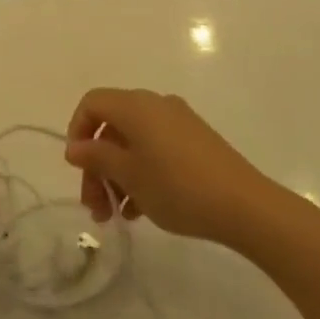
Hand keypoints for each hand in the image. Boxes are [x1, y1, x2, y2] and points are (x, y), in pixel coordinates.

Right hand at [64, 88, 272, 244]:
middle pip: (112, 126)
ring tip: (116, 214)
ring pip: (133, 141)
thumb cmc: (177, 187)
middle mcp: (154, 105)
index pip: (92, 103)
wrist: (244, 206)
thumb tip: (75, 147)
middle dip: (97, 164)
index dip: (77, 131)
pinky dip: (141, 171)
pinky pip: (155, 148)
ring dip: (117, 174)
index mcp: (135, 105)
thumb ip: (97, 157)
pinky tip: (141, 208)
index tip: (77, 168)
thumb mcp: (129, 175)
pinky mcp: (195, 141)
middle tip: (94, 206)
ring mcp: (178, 121)